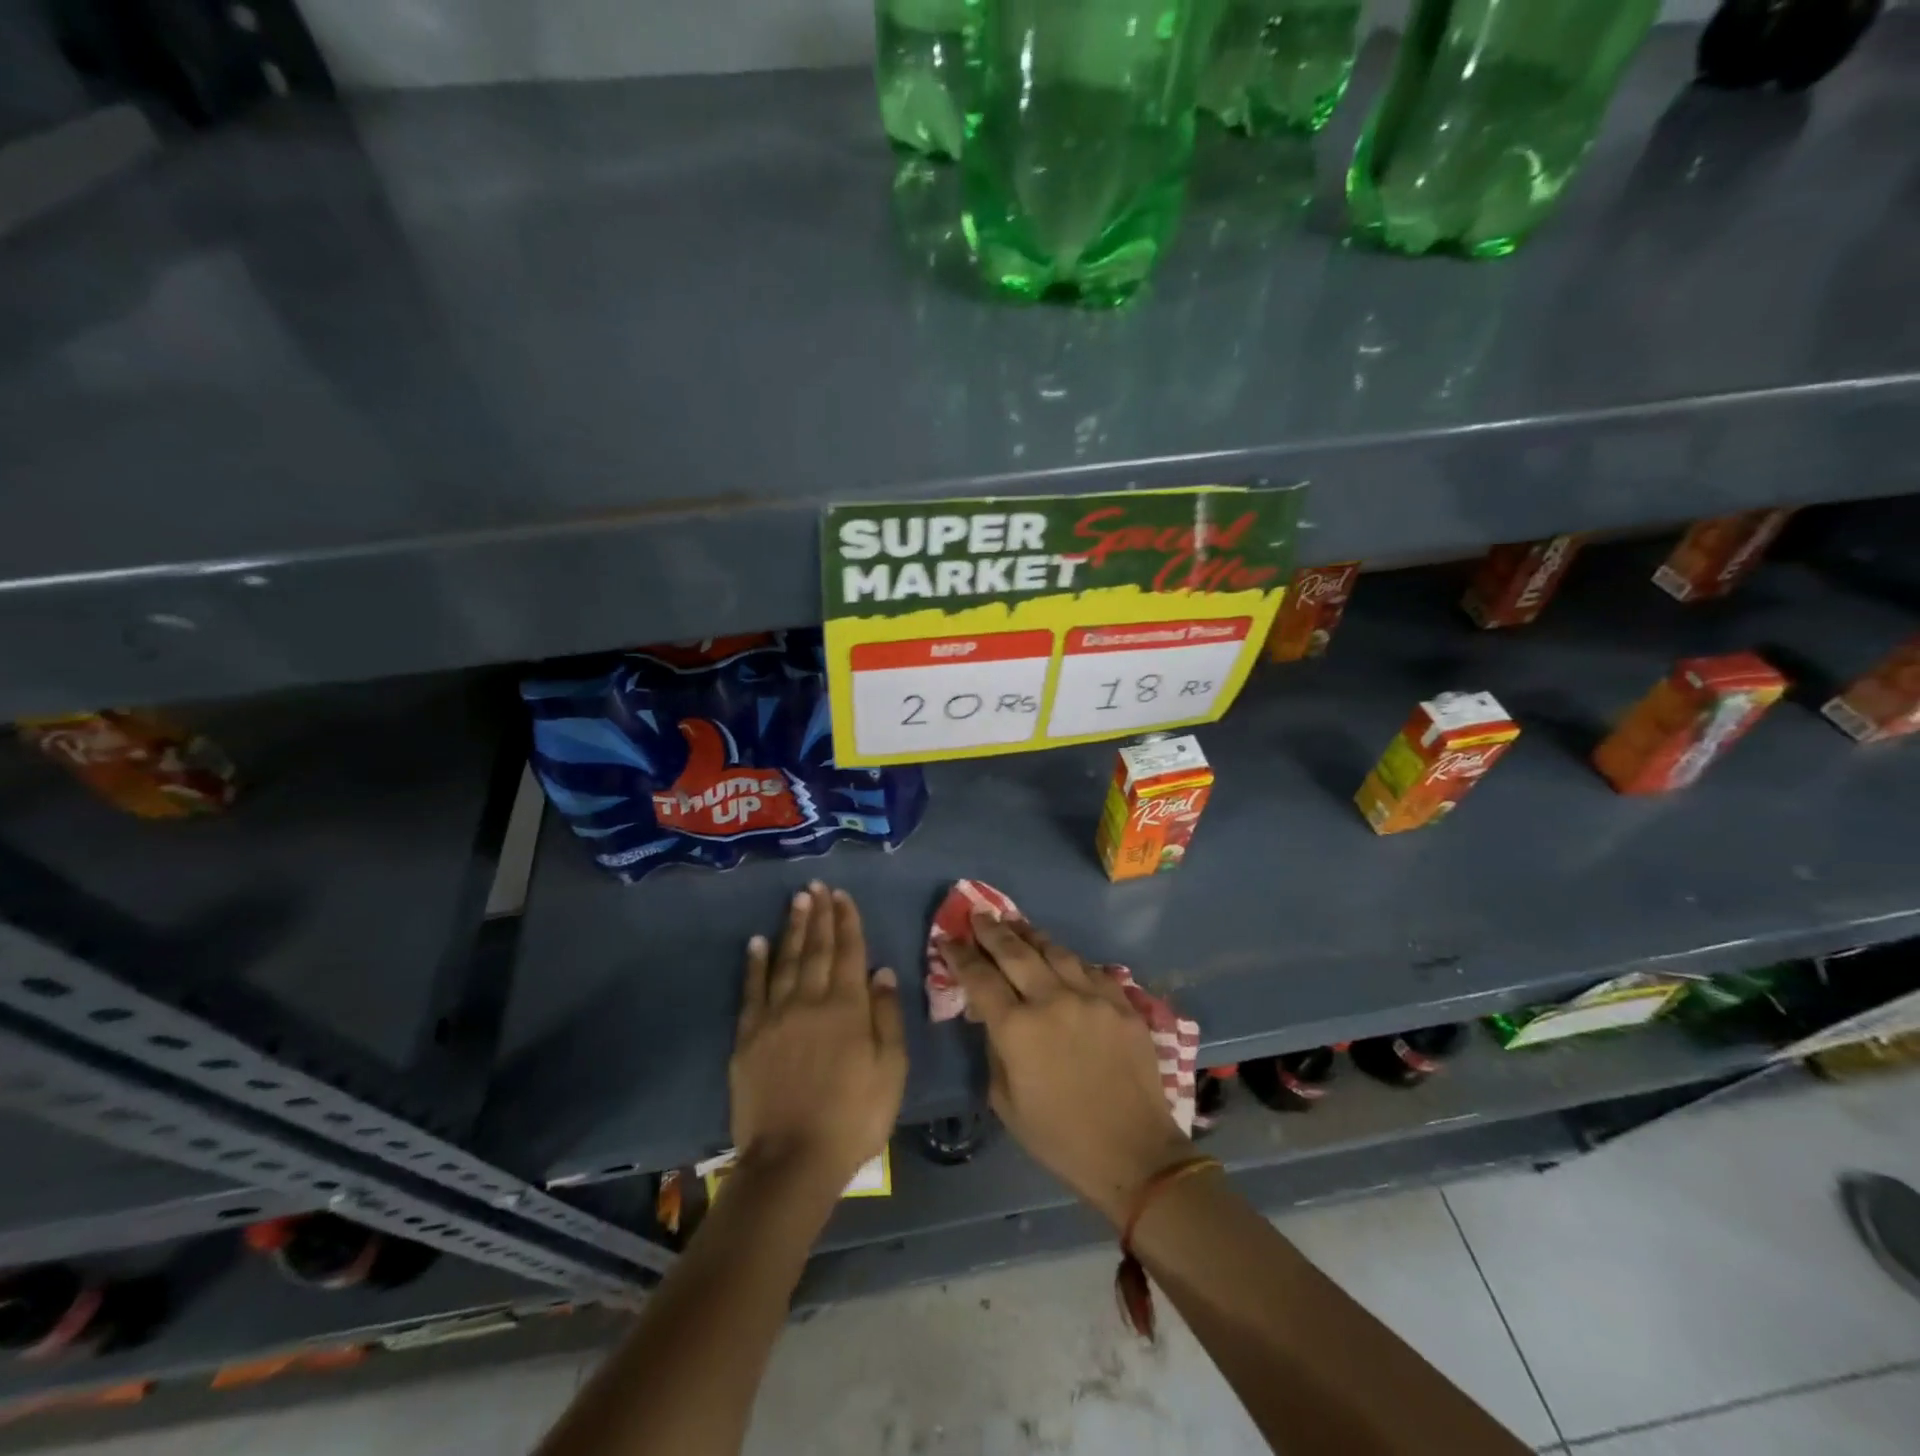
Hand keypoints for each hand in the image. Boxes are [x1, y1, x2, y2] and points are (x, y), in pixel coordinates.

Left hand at [729, 882, 906, 1206]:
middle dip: (819, 915)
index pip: (849, 952)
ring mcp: (776, 1017)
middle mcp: (811, 1001)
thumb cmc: (854, 1117)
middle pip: (816, 949)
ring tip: (797, 901)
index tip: (842, 895)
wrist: (793, 1161)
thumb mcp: (891, 1070)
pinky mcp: (748, 1037)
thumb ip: (887, 1016)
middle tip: (817, 886)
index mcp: (848, 1008)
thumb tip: (881, 970)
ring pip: (786, 961)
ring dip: (792, 928)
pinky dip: (755, 964)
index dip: (847, 921)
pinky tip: (757, 942)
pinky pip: (752, 991)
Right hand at [943, 913, 1190, 1225]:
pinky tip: (1059, 954)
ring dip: (1030, 934)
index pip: (979, 978)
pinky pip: (1089, 967)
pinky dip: (1068, 957)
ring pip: (1054, 950)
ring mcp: (1091, 996)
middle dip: (992, 930)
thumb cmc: (1059, 1137)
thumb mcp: (1006, 1102)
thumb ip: (994, 1048)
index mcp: (1017, 1028)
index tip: (948, 939)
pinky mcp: (1121, 1002)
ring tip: (1015, 923)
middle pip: (1015, 951)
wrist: (1133, 1153)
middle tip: (978, 913)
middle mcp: (1052, 1000)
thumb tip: (992, 1016)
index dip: (960, 955)